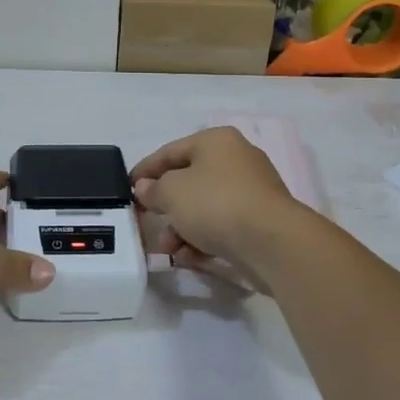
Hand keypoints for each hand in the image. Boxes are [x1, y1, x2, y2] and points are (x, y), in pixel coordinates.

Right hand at [131, 127, 301, 282]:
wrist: (272, 243)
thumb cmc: (216, 203)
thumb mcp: (172, 192)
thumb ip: (153, 189)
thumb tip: (145, 188)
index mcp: (216, 141)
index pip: (170, 151)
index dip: (145, 170)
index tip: (127, 189)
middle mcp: (236, 159)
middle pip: (189, 181)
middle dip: (165, 206)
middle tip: (146, 223)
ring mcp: (251, 191)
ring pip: (204, 207)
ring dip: (181, 228)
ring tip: (168, 251)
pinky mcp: (260, 221)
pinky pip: (222, 225)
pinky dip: (203, 239)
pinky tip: (188, 258)